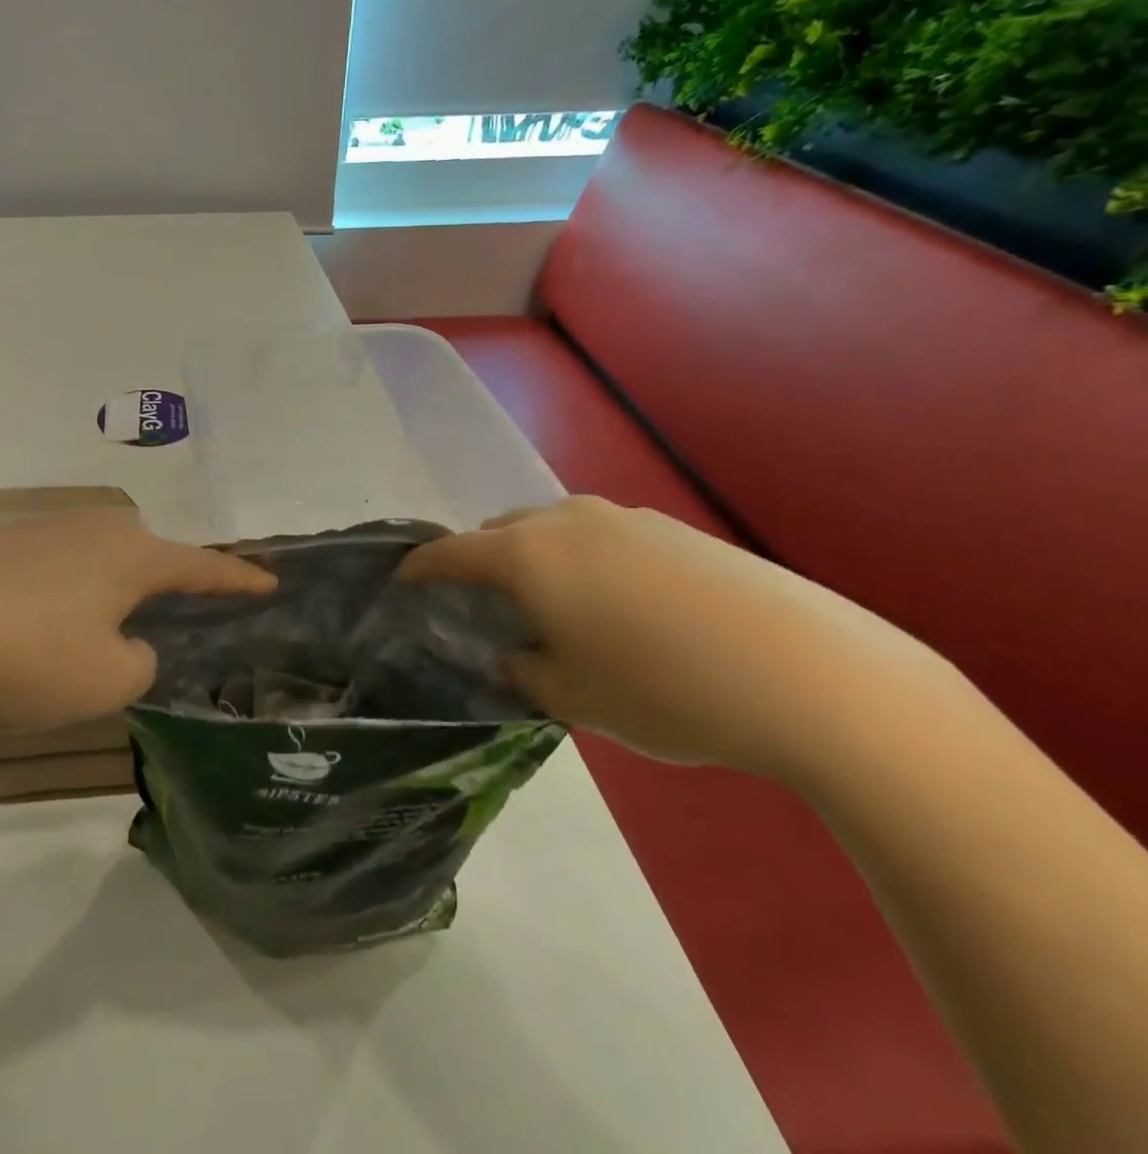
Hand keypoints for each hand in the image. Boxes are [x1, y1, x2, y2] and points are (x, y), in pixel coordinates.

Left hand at [0, 510, 274, 730]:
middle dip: (164, 592)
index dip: (239, 580)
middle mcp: (95, 528)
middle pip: (148, 560)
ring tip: (96, 642)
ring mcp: (44, 530)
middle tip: (170, 627)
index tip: (271, 581)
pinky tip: (39, 634)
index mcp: (132, 554)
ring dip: (108, 600)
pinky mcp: (1, 544)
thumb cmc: (24, 652)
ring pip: (99, 567)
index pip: (203, 567)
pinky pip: (57, 573)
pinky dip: (65, 602)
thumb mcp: (105, 681)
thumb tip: (125, 644)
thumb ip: (138, 662)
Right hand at [399, 496, 967, 784]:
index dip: (420, 568)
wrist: (813, 677)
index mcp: (527, 553)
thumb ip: (523, 671)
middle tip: (485, 607)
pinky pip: (601, 537)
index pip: (451, 552)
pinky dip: (584, 561)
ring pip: (552, 530)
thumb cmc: (664, 689)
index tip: (402, 583)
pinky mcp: (673, 529)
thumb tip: (515, 654)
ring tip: (553, 606)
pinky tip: (619, 607)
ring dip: (534, 559)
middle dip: (480, 562)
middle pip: (500, 531)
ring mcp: (624, 518)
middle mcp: (566, 520)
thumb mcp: (573, 697)